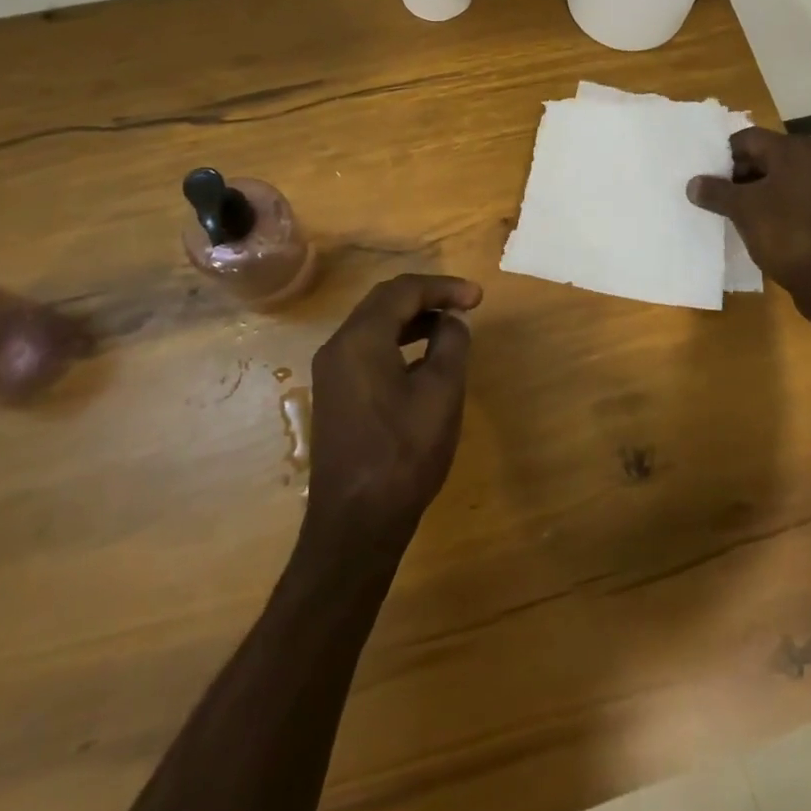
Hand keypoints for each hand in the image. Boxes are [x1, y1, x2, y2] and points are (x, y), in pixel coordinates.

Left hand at [304, 274, 482, 555]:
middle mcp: (338, 346)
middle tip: (465, 305)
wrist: (356, 523)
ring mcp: (332, 372)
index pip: (403, 291)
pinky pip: (367, 349)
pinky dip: (397, 341)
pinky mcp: (335, 395)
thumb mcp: (441, 393)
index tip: (478, 298)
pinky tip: (423, 359)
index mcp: (361, 339)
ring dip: (412, 318)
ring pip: (374, 325)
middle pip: (383, 302)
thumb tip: (453, 320)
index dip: (443, 288)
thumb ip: (451, 344)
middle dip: (426, 297)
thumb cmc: (404, 453)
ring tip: (449, 327)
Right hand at [688, 128, 810, 309]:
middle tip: (712, 195)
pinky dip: (771, 205)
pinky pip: (791, 197)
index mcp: (794, 149)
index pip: (747, 139)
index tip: (703, 177)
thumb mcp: (743, 210)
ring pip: (777, 178)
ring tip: (728, 211)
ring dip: (752, 192)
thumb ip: (715, 192)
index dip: (722, 156)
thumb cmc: (787, 234)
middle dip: (735, 174)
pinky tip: (754, 225)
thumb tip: (693, 183)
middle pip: (763, 156)